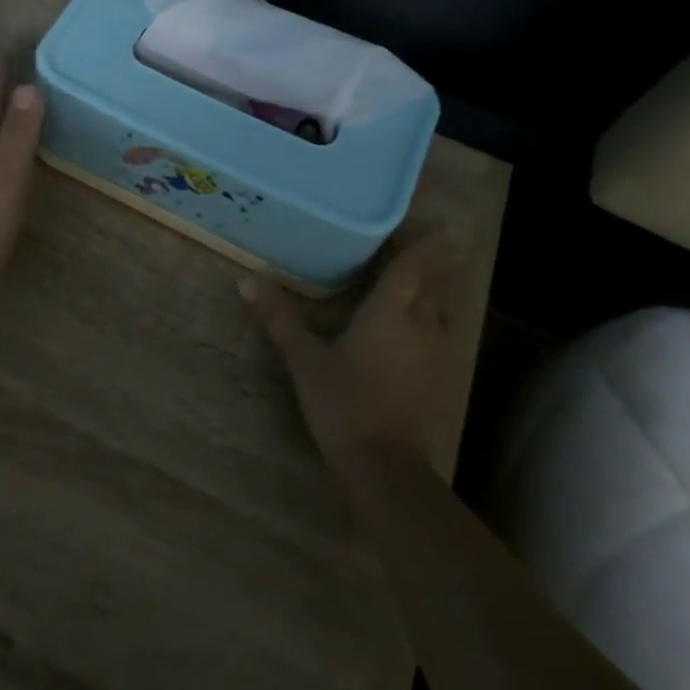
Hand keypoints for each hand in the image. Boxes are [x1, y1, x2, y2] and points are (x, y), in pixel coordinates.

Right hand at [239, 238, 455, 474]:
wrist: (387, 469)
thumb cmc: (346, 404)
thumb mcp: (304, 360)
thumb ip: (279, 319)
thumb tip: (247, 280)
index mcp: (391, 312)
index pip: (414, 265)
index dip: (422, 242)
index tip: (429, 221)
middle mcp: (422, 325)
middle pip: (434, 282)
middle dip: (428, 261)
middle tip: (409, 244)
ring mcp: (436, 354)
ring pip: (442, 308)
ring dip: (433, 288)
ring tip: (414, 277)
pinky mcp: (439, 379)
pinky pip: (440, 332)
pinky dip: (432, 317)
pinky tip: (415, 325)